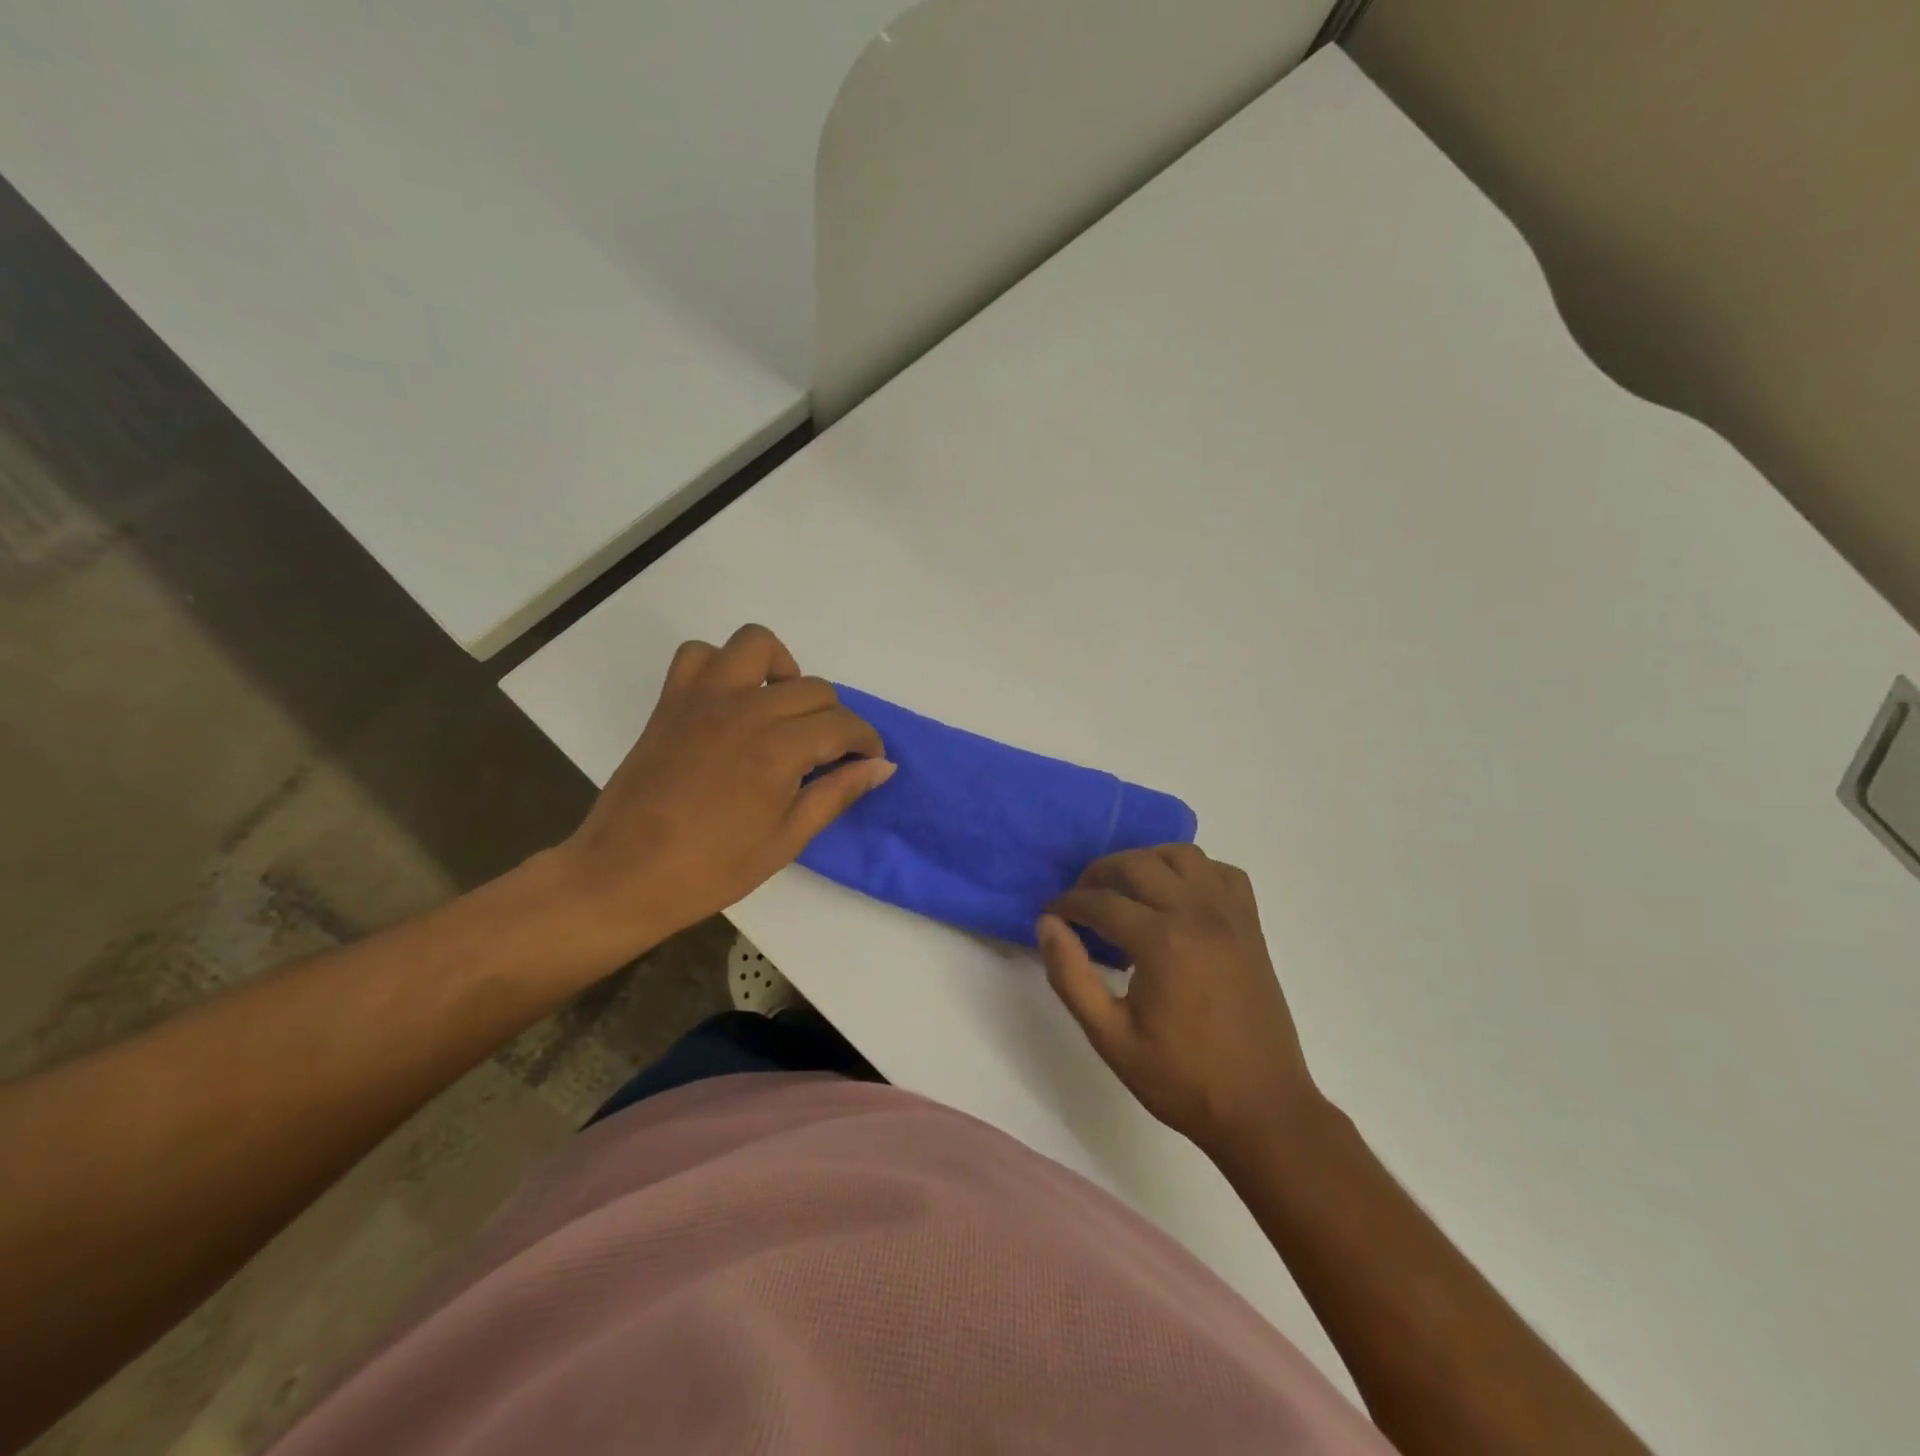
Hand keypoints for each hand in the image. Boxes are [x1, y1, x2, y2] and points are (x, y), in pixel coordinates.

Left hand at [554, 624, 892, 957]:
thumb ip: (837, 793)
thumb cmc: (713, 868)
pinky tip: (730, 701)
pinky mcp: (672, 700)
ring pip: (758, 645)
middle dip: (834, 719)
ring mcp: (704, 697)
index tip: (868, 761)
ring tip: (782, 709)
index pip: (844, 725)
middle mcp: (747, 709)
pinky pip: (700, 654)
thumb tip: (882, 766)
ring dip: (782, 670)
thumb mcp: (788, 839)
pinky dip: (722, 666)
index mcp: (780, 748)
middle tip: (826, 755)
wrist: (625, 874)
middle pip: (813, 688)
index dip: (866, 742)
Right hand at [1038, 845, 1321, 1158]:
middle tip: (1081, 901)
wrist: (1262, 1108)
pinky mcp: (1251, 926)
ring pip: (1182, 855)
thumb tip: (1047, 925)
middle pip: (1138, 864)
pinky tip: (1178, 898)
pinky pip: (1221, 873)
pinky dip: (1194, 872)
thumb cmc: (1181, 1079)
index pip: (1101, 901)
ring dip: (1146, 862)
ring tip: (1127, 890)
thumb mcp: (1110, 1037)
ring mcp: (1230, 916)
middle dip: (1100, 873)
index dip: (1068, 903)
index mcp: (1161, 941)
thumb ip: (1071, 976)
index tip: (1051, 914)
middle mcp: (1197, 913)